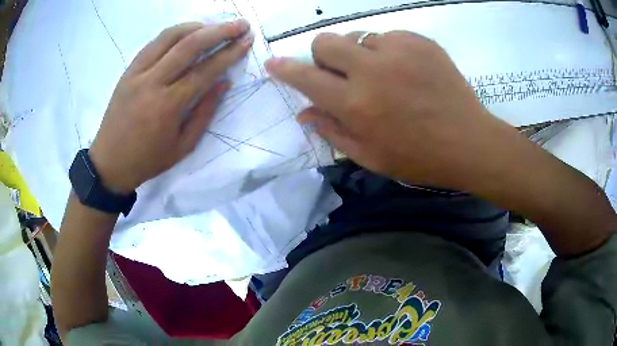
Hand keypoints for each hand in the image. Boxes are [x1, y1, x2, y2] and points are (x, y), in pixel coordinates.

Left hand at [89, 20, 253, 193]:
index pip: (205, 70)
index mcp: (168, 106)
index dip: (229, 53)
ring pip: (170, 36)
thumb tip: (224, 82)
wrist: (109, 163)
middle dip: (219, 30)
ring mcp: (137, 73)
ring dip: (197, 26)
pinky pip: (153, 43)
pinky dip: (174, 33)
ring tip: (214, 26)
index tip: (247, 41)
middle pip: (189, 45)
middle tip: (240, 24)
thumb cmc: (147, 160)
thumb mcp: (183, 146)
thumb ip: (205, 112)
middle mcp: (152, 82)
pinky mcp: (128, 71)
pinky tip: (186, 33)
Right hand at [265, 31, 518, 190]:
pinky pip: (388, 36)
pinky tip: (405, 70)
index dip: (285, 69)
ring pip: (357, 37)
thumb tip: (305, 112)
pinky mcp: (419, 41)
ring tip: (383, 75)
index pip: (306, 78)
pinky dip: (387, 51)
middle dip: (323, 55)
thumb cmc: (419, 158)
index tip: (274, 63)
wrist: (469, 142)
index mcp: (356, 105)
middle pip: (325, 41)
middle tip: (342, 72)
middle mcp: (372, 71)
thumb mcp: (371, 157)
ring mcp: (398, 51)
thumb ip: (332, 131)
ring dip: (360, 54)